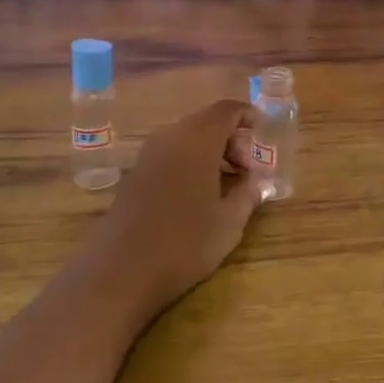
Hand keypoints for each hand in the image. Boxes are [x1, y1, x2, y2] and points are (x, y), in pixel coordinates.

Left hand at [85, 99, 265, 320]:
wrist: (119, 273)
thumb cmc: (184, 243)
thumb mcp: (230, 222)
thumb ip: (248, 193)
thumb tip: (254, 180)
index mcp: (198, 139)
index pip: (228, 110)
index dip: (249, 117)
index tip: (264, 138)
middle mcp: (170, 137)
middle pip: (207, 122)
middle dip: (232, 139)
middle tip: (247, 170)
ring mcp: (147, 155)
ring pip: (187, 138)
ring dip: (211, 152)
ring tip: (226, 185)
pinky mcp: (133, 175)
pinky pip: (170, 155)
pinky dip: (189, 163)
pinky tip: (197, 196)